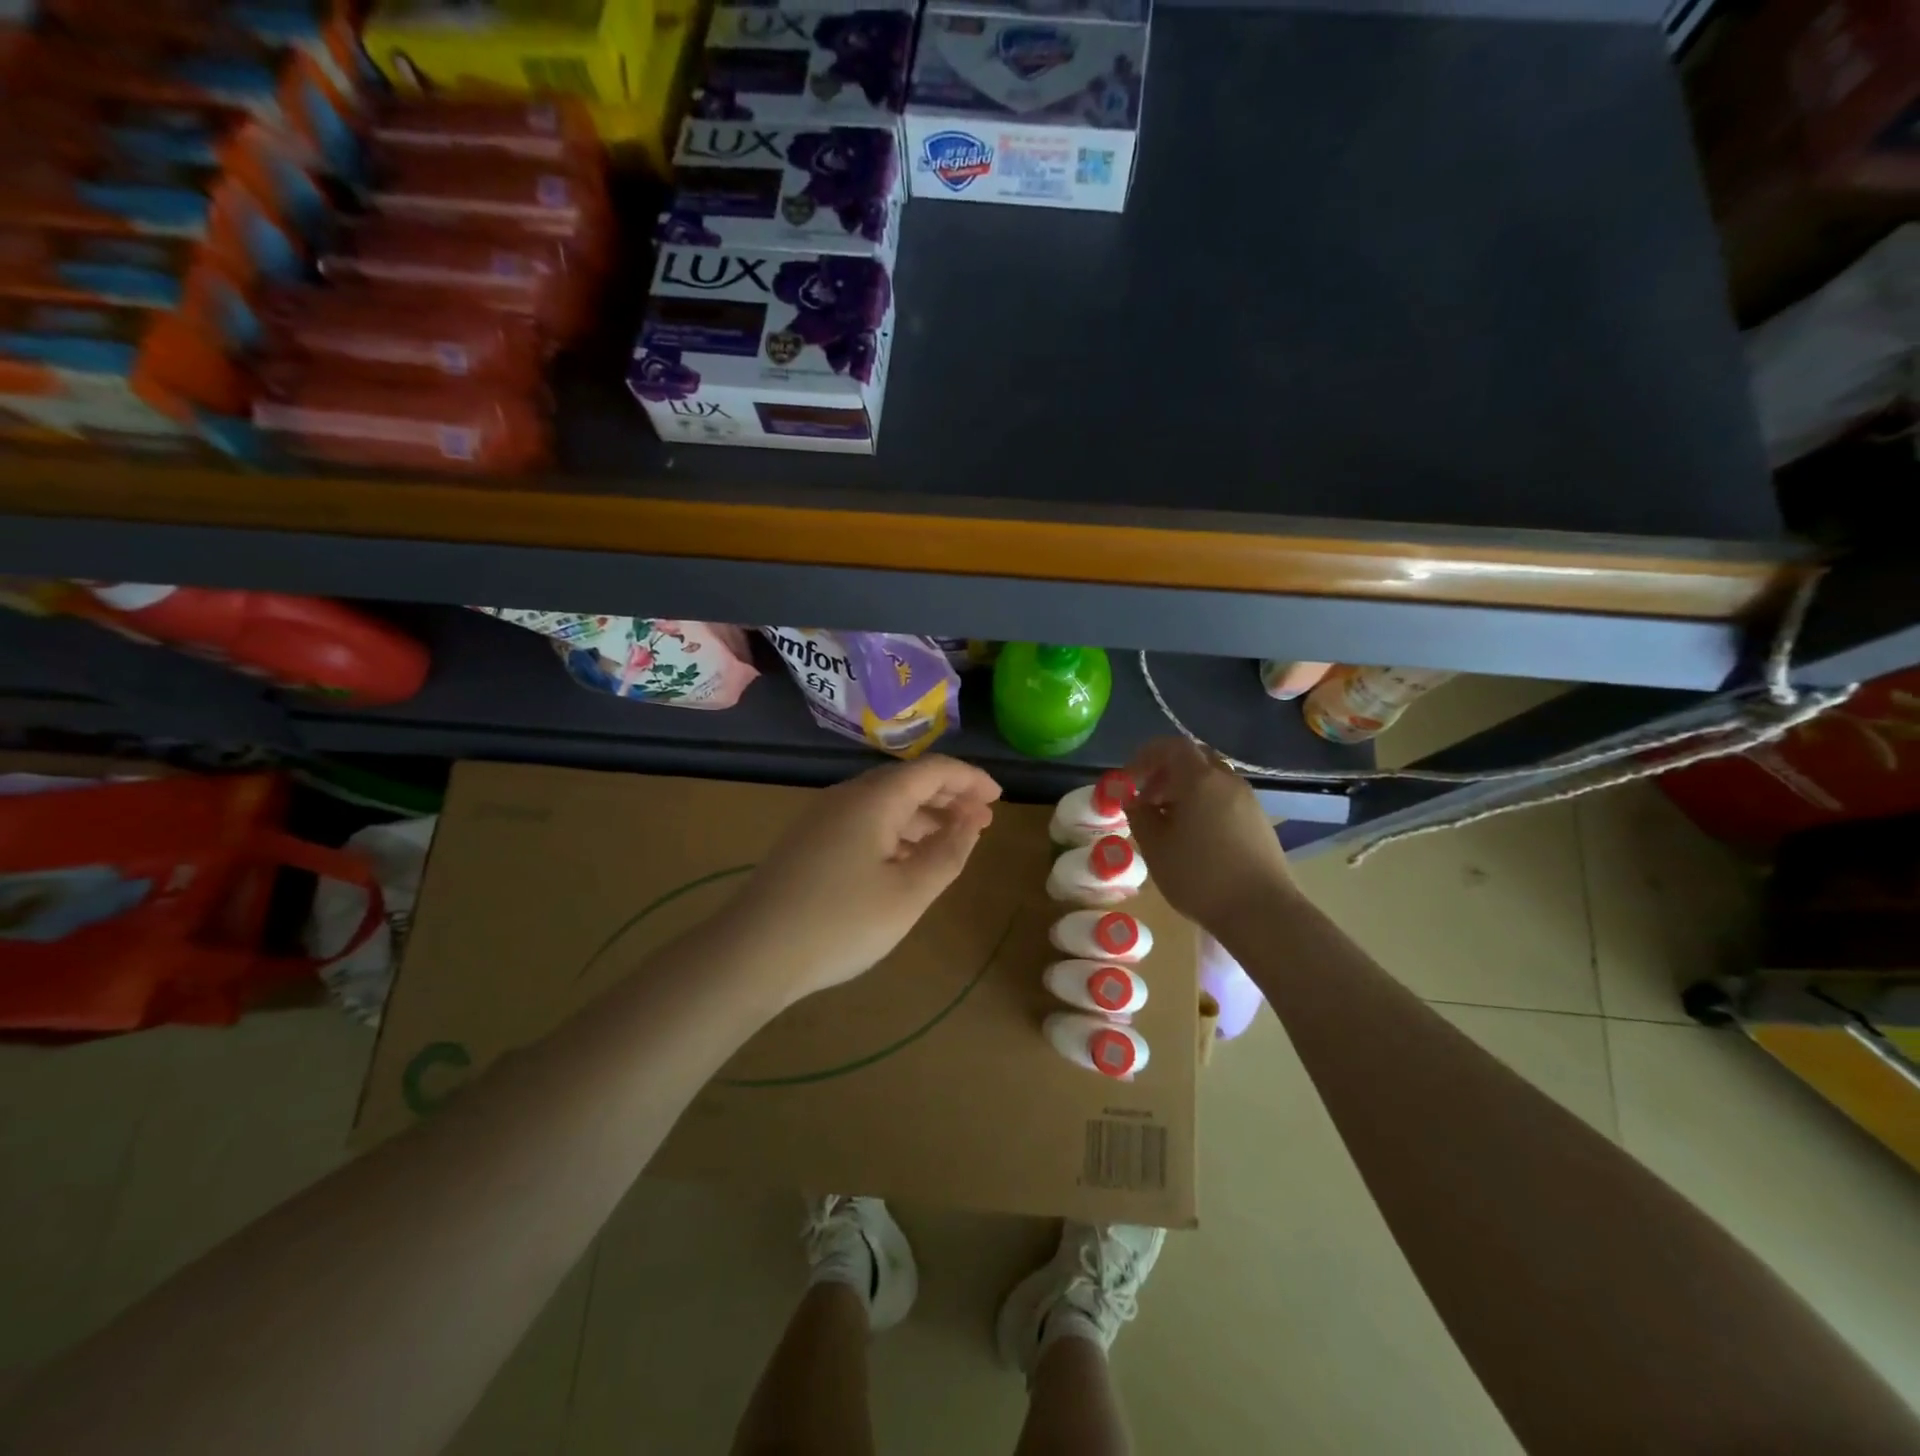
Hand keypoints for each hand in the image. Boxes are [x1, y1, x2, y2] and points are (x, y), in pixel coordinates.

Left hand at [725, 755, 1002, 1009]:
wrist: (753, 952)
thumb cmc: (841, 923)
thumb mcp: (908, 893)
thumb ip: (947, 853)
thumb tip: (971, 820)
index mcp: (874, 798)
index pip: (933, 770)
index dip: (970, 779)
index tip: (999, 799)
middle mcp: (847, 796)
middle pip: (907, 781)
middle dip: (949, 796)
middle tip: (982, 820)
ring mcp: (824, 817)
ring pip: (885, 802)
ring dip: (923, 815)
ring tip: (953, 840)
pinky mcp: (810, 841)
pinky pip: (865, 821)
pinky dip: (896, 831)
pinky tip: (907, 859)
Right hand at [1124, 737, 1294, 933]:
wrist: (1261, 912)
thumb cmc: (1200, 876)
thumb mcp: (1156, 847)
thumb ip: (1139, 815)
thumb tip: (1131, 798)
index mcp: (1201, 780)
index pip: (1171, 746)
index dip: (1146, 756)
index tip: (1128, 779)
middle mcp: (1228, 781)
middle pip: (1194, 759)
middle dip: (1165, 772)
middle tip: (1146, 798)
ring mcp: (1248, 801)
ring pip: (1211, 779)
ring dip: (1185, 789)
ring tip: (1166, 821)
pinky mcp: (1259, 821)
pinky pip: (1225, 798)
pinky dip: (1204, 803)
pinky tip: (1193, 836)